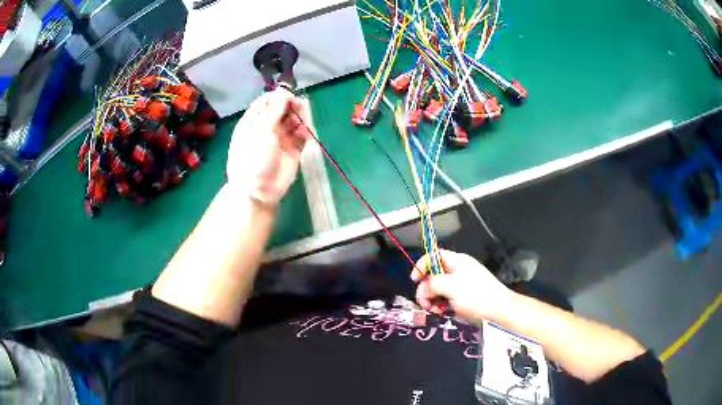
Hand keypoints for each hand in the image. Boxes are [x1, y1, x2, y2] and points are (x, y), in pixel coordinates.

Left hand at [226, 89, 311, 206]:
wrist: (258, 189)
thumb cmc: (254, 156)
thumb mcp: (261, 129)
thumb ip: (274, 108)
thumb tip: (284, 92)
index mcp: (254, 120)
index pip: (268, 101)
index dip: (280, 97)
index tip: (290, 99)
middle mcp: (267, 127)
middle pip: (283, 108)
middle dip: (293, 107)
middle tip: (299, 110)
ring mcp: (280, 138)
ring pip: (294, 120)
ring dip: (300, 119)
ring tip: (302, 128)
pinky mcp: (292, 150)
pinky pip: (302, 135)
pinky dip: (306, 132)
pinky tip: (306, 136)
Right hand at [411, 249, 513, 322]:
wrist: (499, 310)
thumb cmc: (475, 295)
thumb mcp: (450, 287)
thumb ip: (431, 284)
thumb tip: (424, 288)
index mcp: (456, 261)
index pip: (433, 256)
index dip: (421, 265)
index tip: (415, 280)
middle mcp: (458, 270)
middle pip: (433, 275)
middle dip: (426, 289)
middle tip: (426, 304)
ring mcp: (462, 284)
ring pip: (439, 289)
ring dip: (433, 300)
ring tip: (436, 311)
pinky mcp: (465, 297)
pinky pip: (447, 298)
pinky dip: (442, 305)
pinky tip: (444, 313)